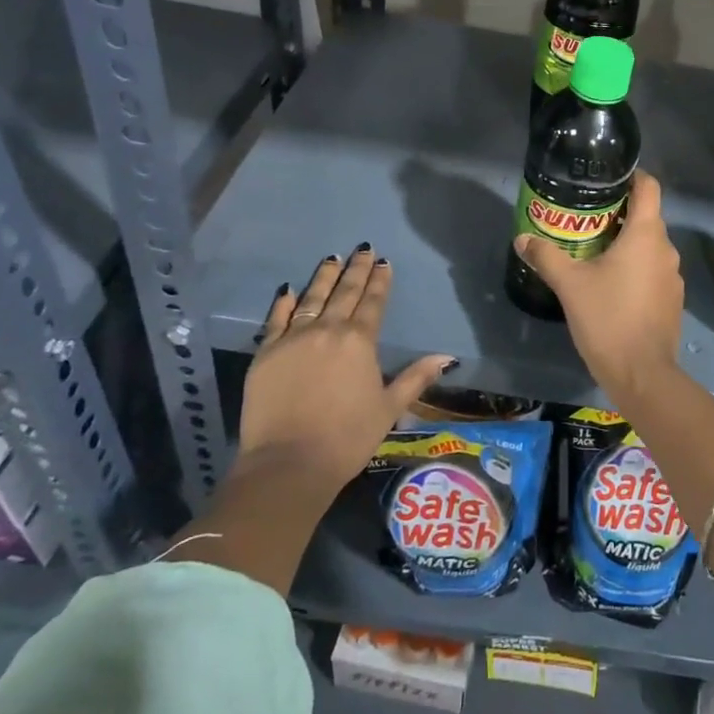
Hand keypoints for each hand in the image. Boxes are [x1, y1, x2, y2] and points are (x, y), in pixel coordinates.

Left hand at [239, 246, 455, 491]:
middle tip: (363, 249)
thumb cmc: (347, 438)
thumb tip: (447, 357)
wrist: (288, 464)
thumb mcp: (389, 408)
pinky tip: (289, 289)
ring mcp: (293, 339)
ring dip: (324, 277)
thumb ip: (416, 378)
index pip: (373, 302)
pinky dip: (283, 302)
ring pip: (311, 298)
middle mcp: (327, 330)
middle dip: (356, 269)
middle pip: (344, 292)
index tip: (383, 262)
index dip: (379, 281)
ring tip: (332, 258)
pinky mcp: (265, 353)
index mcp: (359, 341)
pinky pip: (275, 319)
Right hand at [512, 171, 682, 396]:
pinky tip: (611, 283)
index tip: (608, 178)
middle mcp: (666, 249)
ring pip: (650, 246)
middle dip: (619, 213)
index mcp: (646, 235)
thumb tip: (522, 239)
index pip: (649, 187)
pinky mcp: (672, 300)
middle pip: (647, 217)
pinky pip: (653, 270)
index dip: (631, 176)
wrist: (642, 374)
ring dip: (627, 243)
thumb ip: (546, 257)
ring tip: (595, 249)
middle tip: (586, 217)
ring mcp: (673, 276)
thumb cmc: (607, 319)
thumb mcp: (570, 285)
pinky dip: (635, 267)